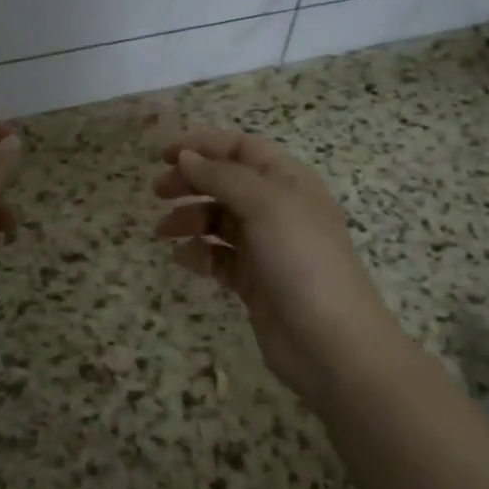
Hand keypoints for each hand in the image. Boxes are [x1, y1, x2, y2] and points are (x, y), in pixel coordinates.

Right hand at [153, 129, 407, 411]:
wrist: (331, 343)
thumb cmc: (302, 260)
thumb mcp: (265, 205)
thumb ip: (223, 176)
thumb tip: (186, 156)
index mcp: (288, 181)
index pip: (242, 148)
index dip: (204, 145)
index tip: (165, 154)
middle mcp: (278, 208)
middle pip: (227, 182)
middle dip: (192, 181)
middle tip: (158, 191)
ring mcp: (267, 247)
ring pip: (220, 220)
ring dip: (190, 218)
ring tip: (164, 231)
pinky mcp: (255, 281)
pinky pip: (220, 257)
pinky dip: (200, 254)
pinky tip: (184, 259)